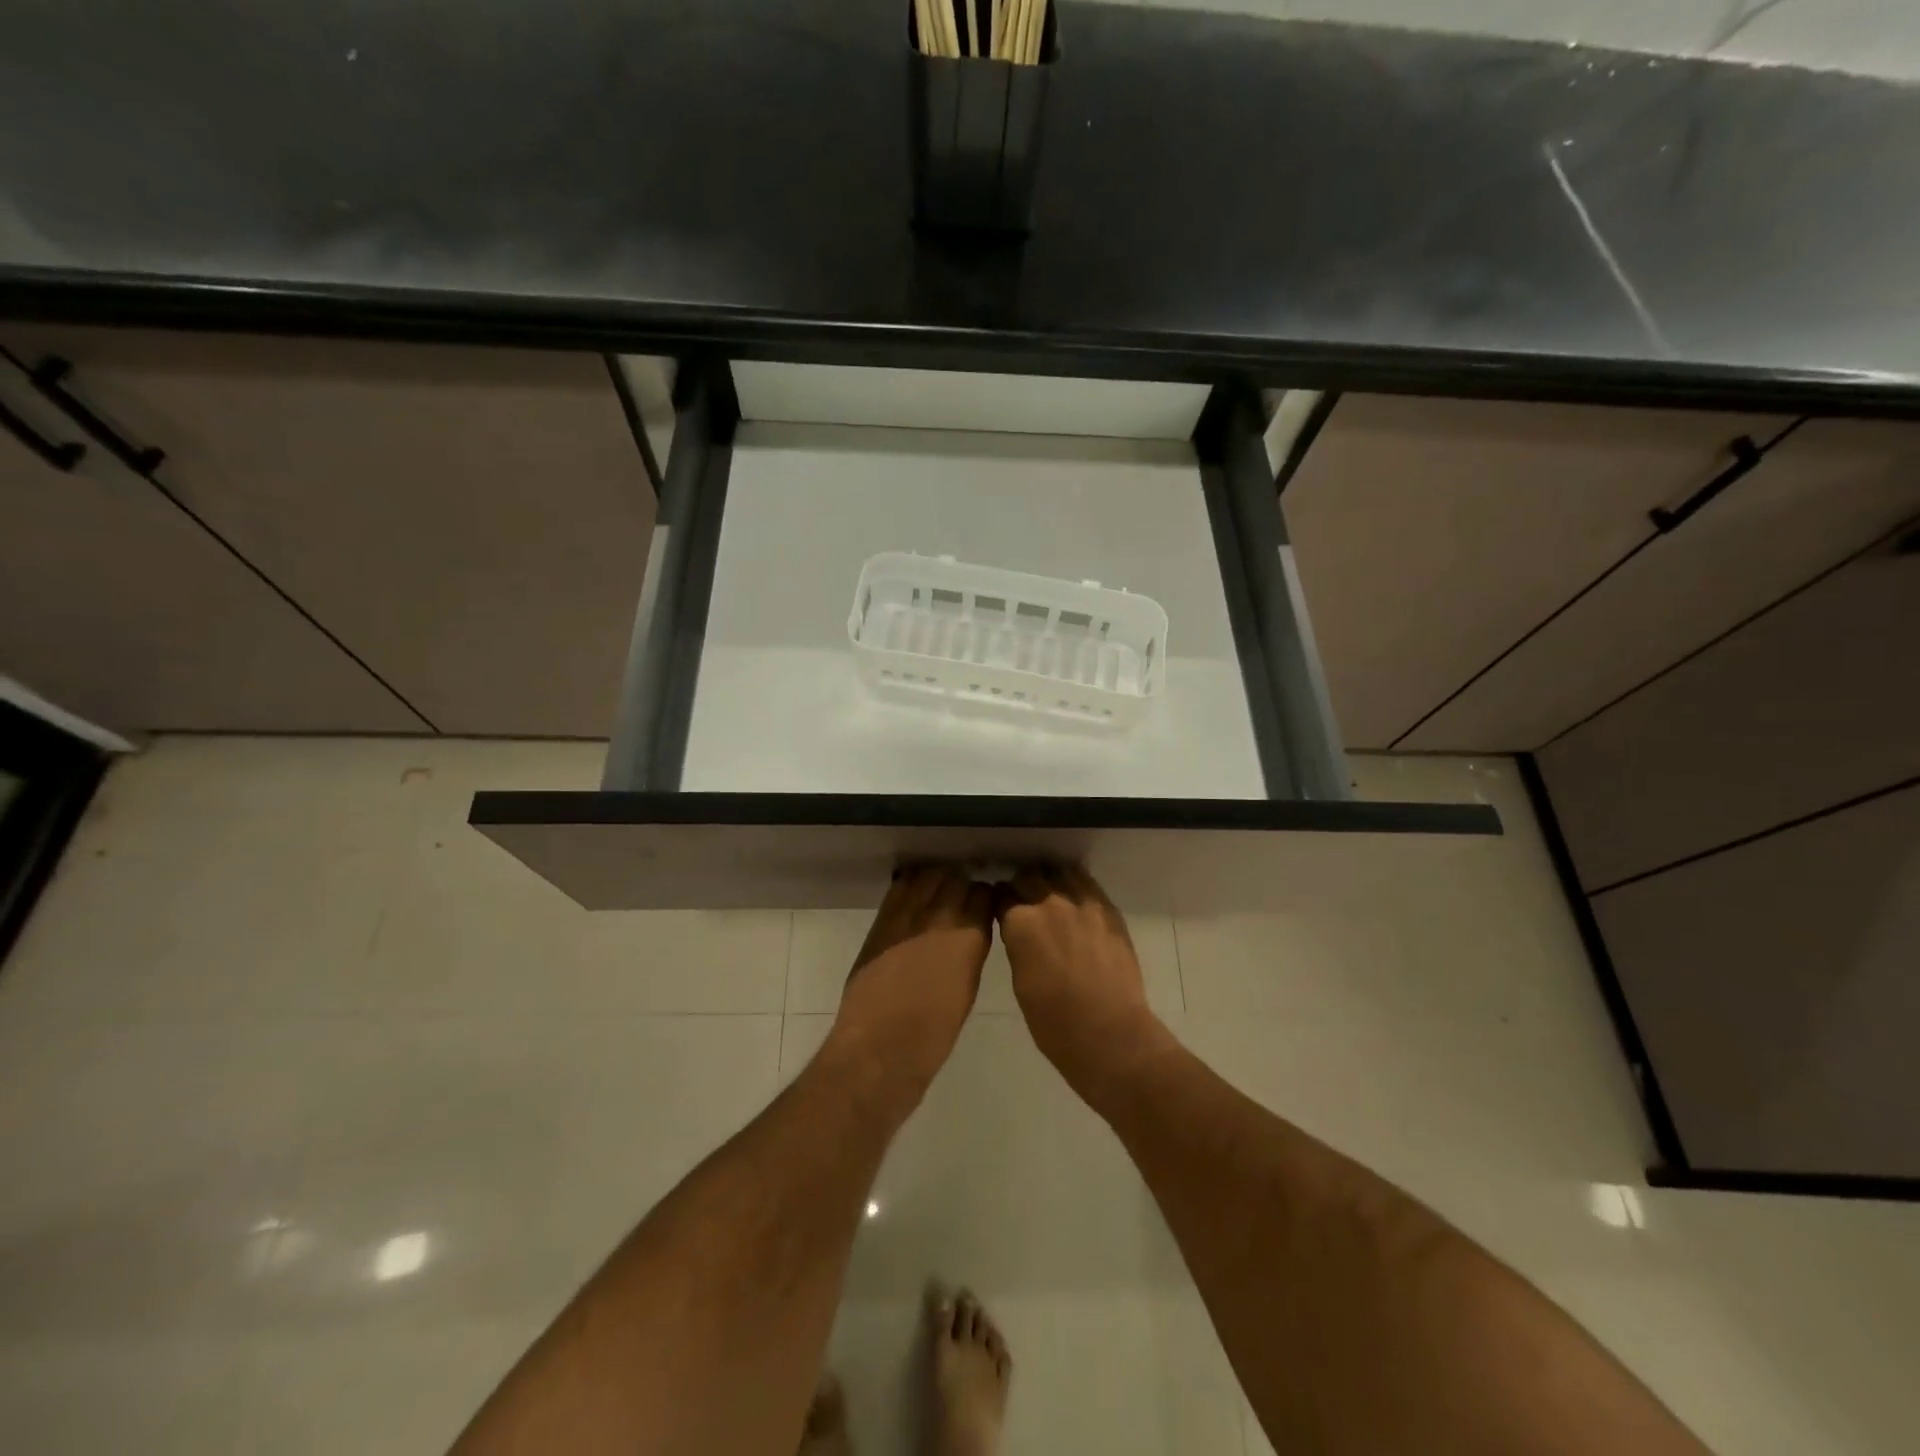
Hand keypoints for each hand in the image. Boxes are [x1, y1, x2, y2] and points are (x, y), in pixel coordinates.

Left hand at [826, 865, 993, 1106]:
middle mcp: (941, 916)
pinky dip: (911, 885)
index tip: (984, 906)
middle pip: (956, 878)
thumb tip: (970, 932)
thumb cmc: (934, 1032)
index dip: (984, 899)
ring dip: (936, 881)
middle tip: (961, 899)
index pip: (984, 894)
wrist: (880, 1045)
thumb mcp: (968, 987)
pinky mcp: (882, 920)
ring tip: (937, 894)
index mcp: (970, 936)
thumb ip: (970, 950)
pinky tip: (914, 897)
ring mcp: (908, 914)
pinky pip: (901, 887)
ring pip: (928, 876)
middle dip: (962, 885)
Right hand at [995, 864, 1171, 1100]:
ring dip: (1051, 879)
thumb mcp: (1020, 981)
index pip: (1001, 895)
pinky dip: (1076, 885)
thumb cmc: (1054, 1022)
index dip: (999, 900)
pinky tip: (1075, 897)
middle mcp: (1049, 902)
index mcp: (1020, 922)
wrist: (1109, 1033)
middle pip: (1028, 876)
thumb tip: (1021, 934)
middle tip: (1023, 899)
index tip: (1000, 906)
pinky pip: (1088, 883)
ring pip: (1060, 872)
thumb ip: (1018, 946)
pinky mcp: (1108, 910)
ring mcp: (1082, 903)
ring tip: (1051, 893)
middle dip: (1022, 885)